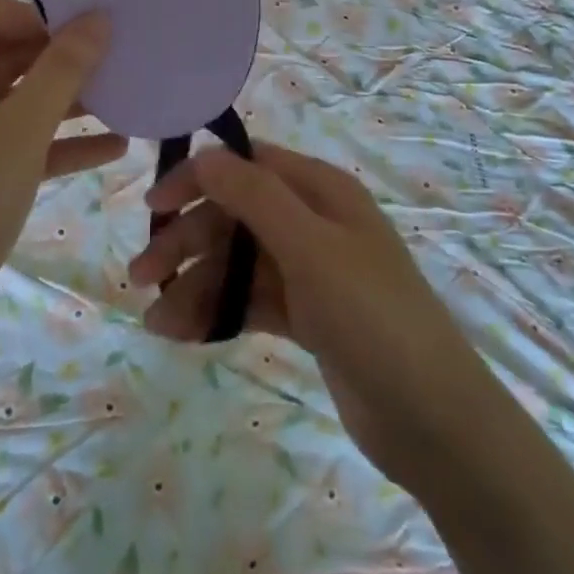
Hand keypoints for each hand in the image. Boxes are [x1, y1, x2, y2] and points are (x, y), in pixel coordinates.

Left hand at [0, 0, 120, 368]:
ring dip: (67, 100)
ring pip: (18, 100)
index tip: (79, 34)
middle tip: (113, 62)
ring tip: (122, 100)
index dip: (32, 14)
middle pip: (5, 53)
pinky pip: (21, 141)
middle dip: (60, 57)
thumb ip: (63, 68)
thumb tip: (97, 18)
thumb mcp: (23, 127)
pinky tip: (114, 148)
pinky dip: (60, 141)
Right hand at [132, 143, 500, 484]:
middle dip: (188, 240)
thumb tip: (205, 152)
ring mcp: (310, 271)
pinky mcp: (308, 316)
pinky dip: (219, 312)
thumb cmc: (372, 316)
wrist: (433, 421)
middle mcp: (313, 222)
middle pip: (236, 216)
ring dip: (197, 285)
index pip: (247, 166)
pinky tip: (184, 334)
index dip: (198, 179)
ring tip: (156, 323)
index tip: (153, 206)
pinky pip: (251, 301)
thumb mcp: (310, 248)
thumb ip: (255, 196)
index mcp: (320, 191)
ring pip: (238, 263)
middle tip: (140, 275)